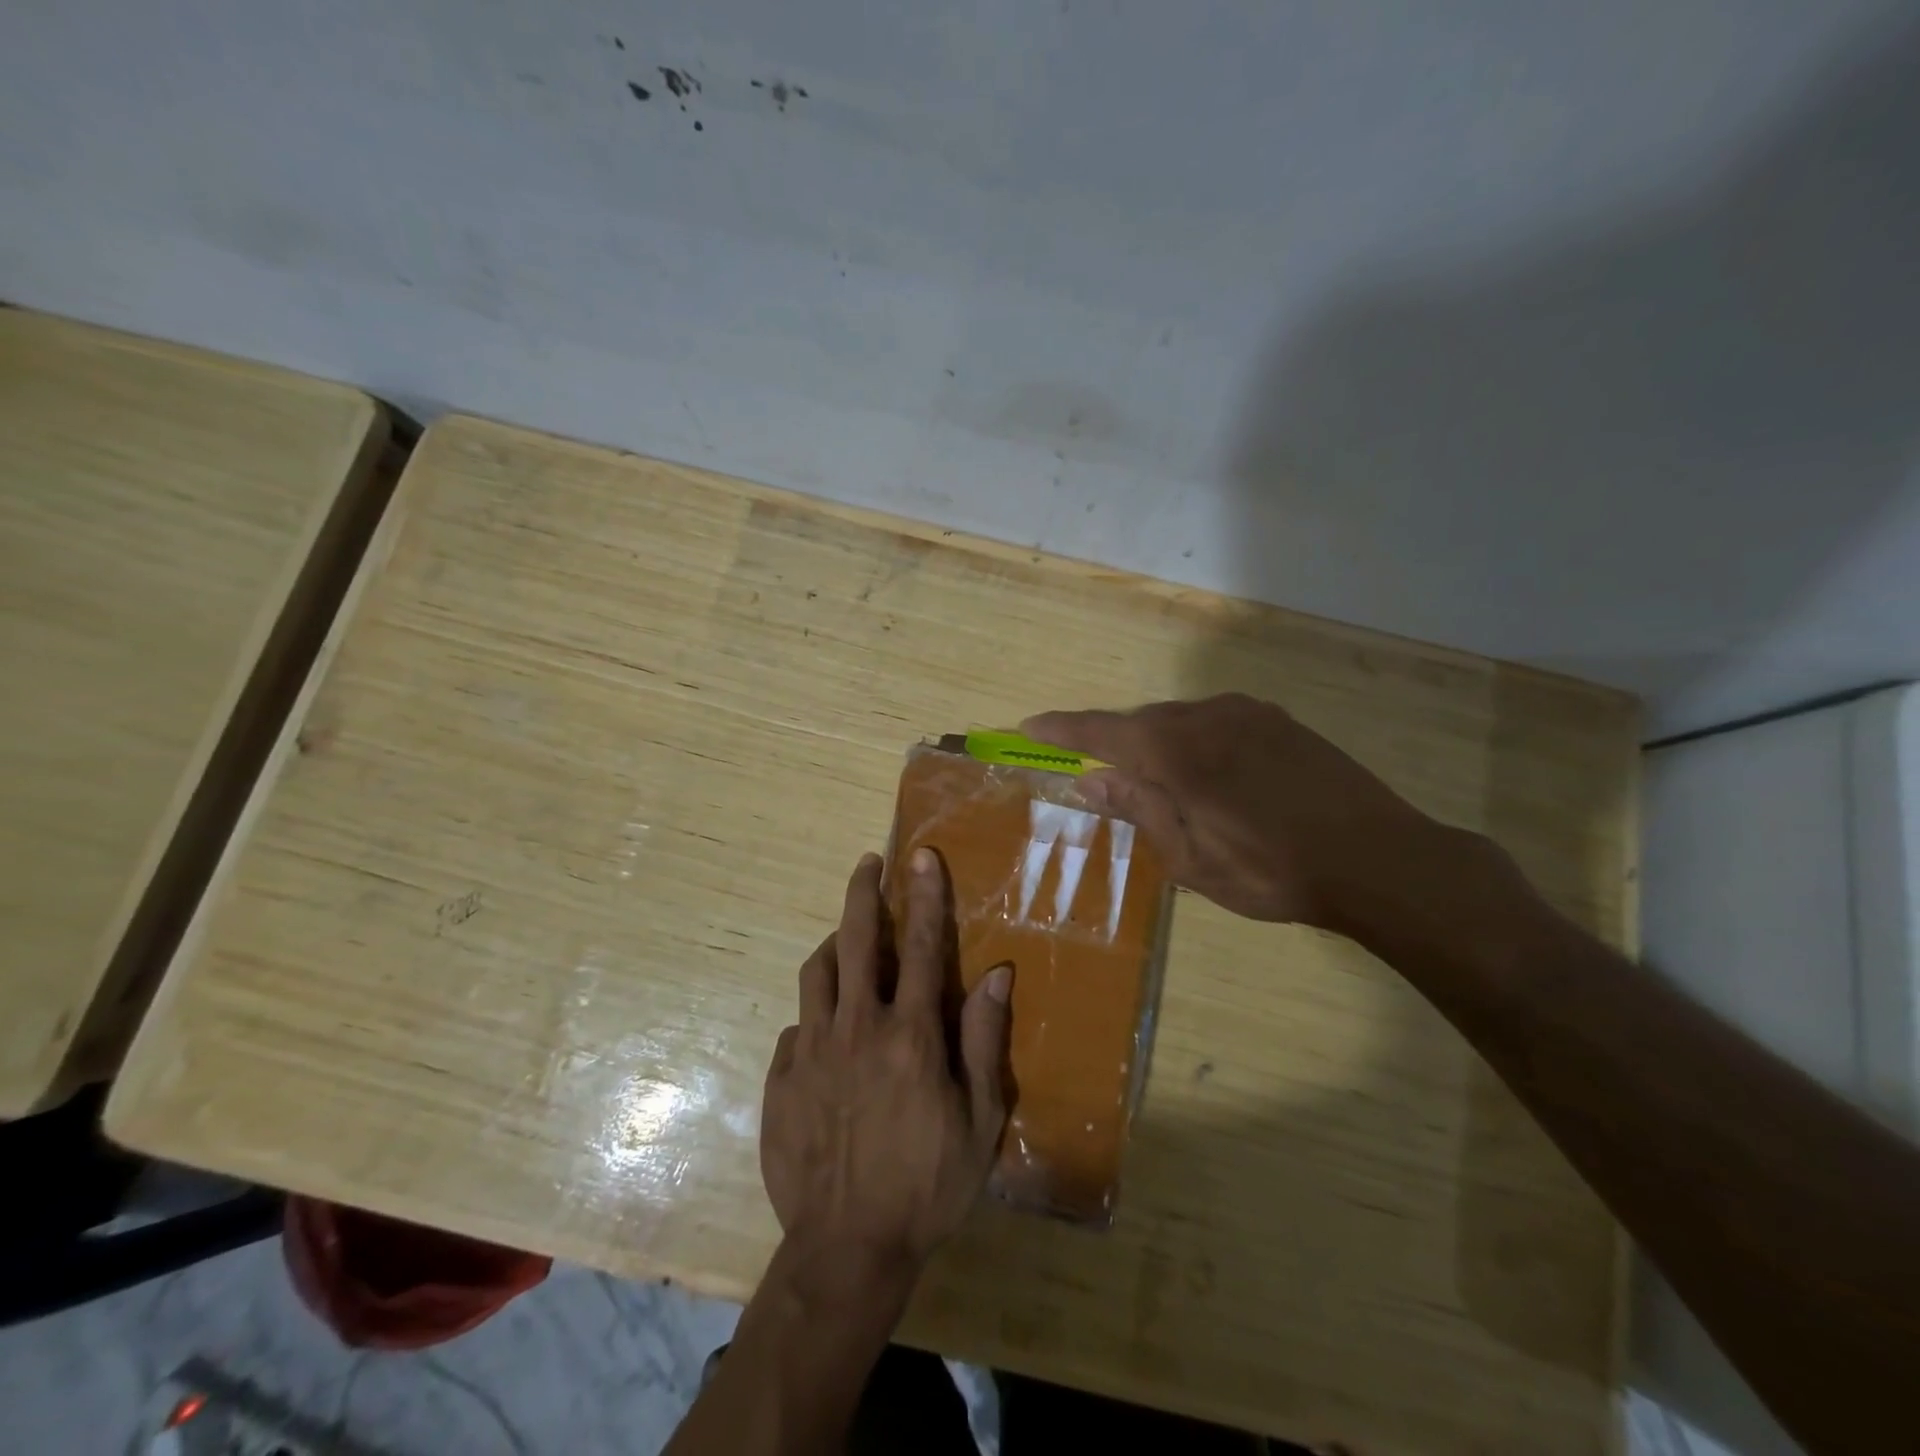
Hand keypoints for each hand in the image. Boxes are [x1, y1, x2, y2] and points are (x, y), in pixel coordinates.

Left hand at [760, 849, 1012, 1272]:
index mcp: (909, 1034)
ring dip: (833, 944)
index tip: (920, 857)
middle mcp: (856, 1027)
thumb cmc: (927, 1185)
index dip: (924, 895)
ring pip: (816, 972)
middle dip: (863, 893)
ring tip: (844, 937)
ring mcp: (810, 1050)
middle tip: (868, 864)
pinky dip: (815, 1014)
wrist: (846, 1249)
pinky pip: (797, 1026)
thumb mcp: (979, 1121)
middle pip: (855, 940)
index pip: (920, 945)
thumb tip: (997, 973)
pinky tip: (825, 1030)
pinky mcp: (780, 1077)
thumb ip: (984, 1040)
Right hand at [1023, 694, 1455, 932]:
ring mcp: (1246, 712)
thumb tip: (1092, 782)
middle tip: (1104, 781)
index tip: (1029, 726)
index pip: (1101, 732)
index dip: (1062, 730)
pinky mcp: (1277, 720)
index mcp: (1176, 752)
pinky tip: (1211, 777)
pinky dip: (1194, 742)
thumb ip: (1139, 810)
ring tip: (1164, 789)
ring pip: (1179, 721)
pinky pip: (1214, 722)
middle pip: (1140, 723)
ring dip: (1157, 746)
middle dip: (1114, 747)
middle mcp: (1206, 717)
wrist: (1379, 858)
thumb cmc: (1273, 871)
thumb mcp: (1191, 859)